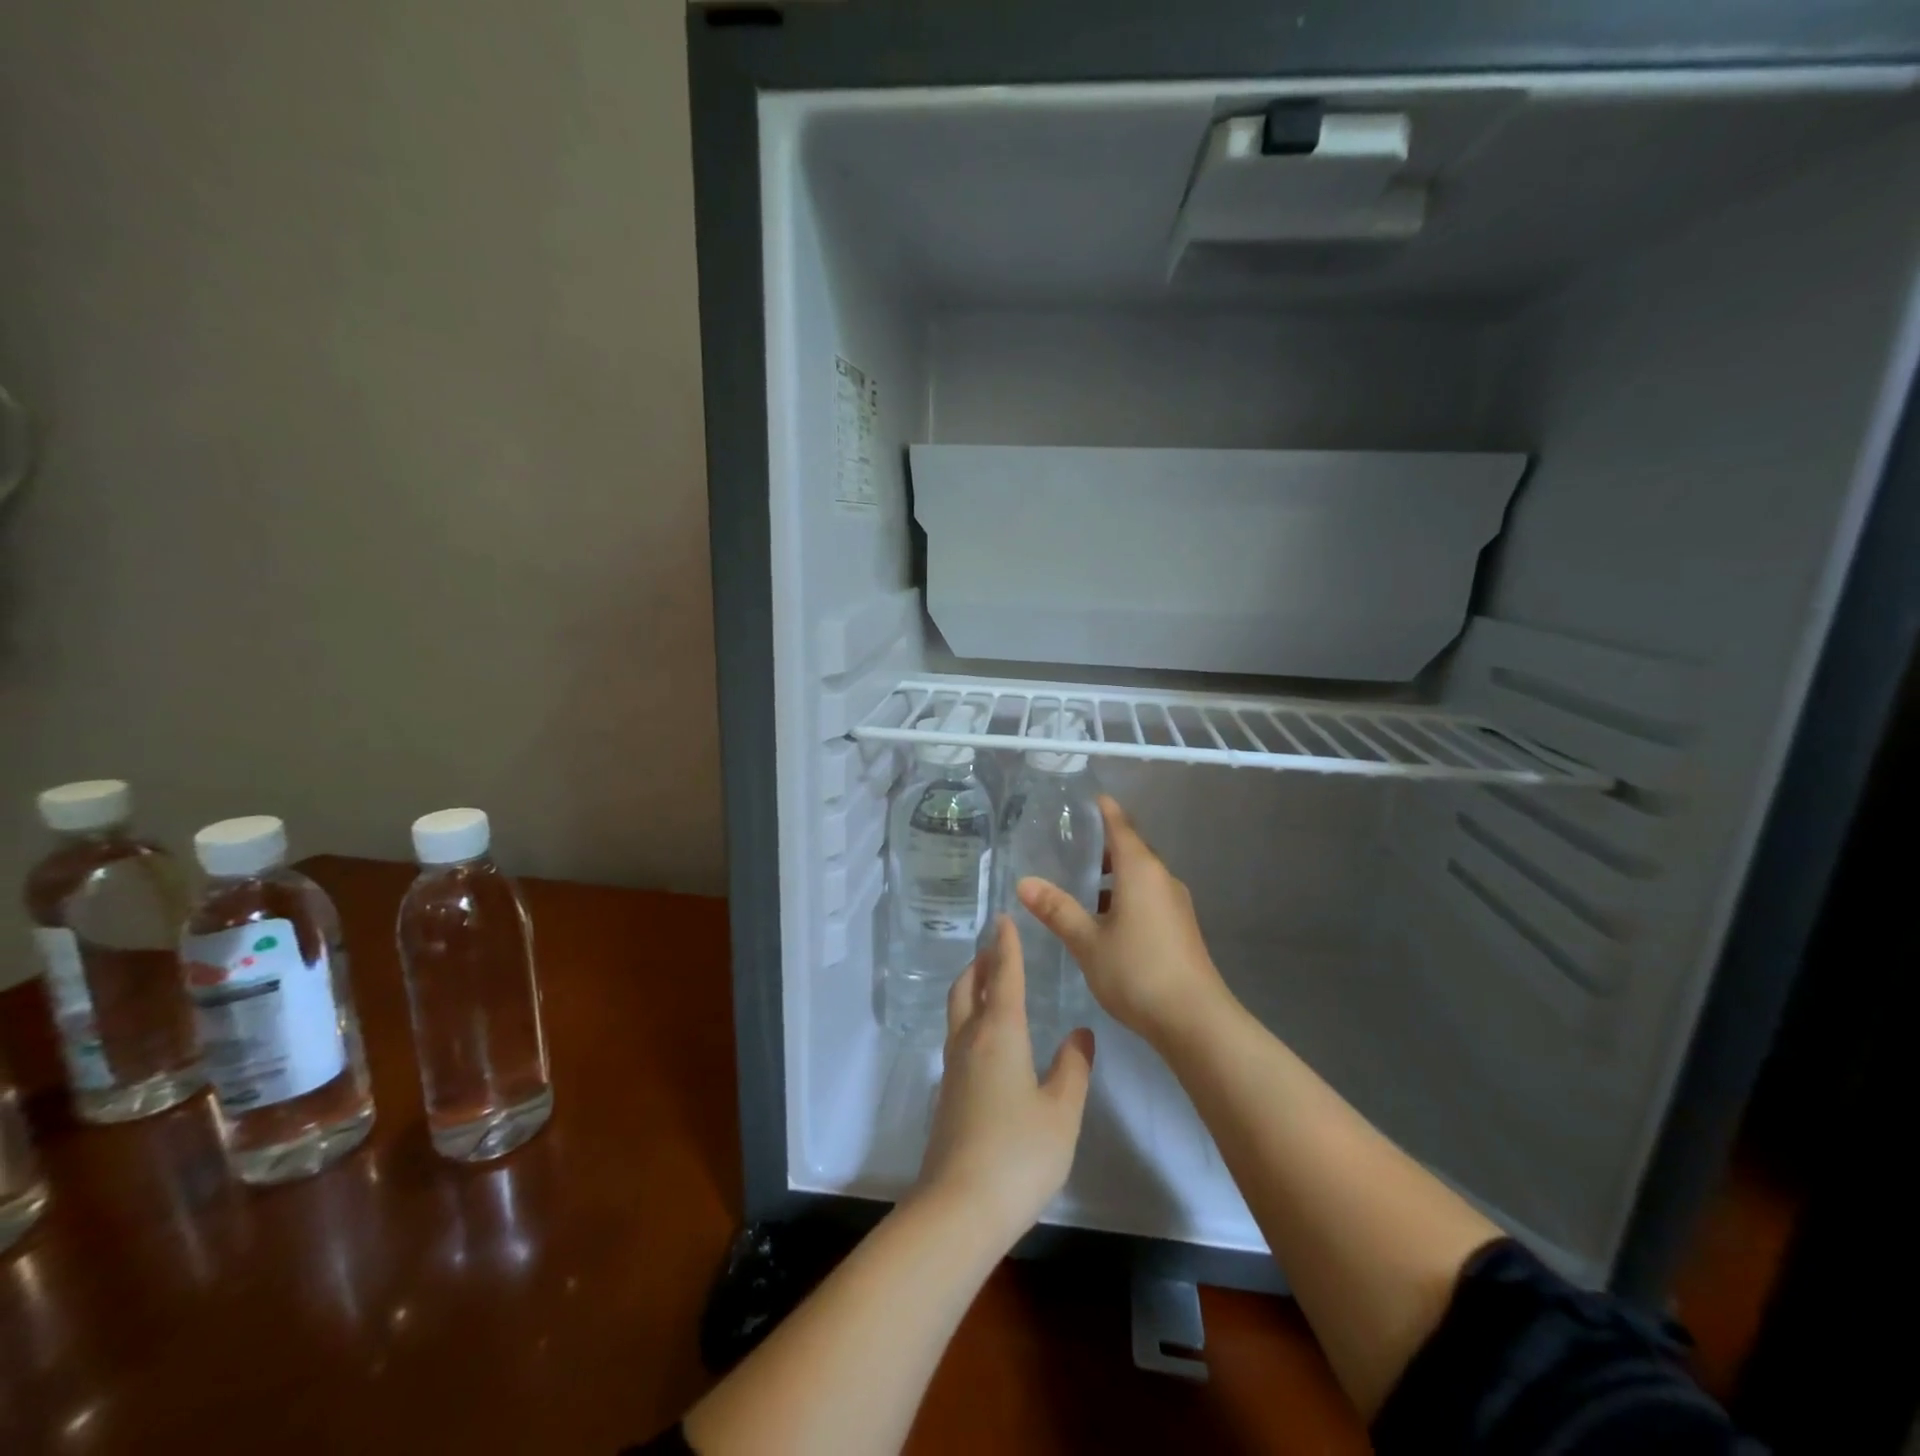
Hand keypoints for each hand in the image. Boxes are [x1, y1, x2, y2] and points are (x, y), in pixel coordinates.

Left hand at [915, 916, 1094, 1242]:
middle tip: (995, 949)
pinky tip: (987, 1040)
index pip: (1003, 976)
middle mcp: (970, 1041)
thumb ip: (1073, 1069)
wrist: (959, 1207)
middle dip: (980, 963)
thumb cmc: (1019, 1154)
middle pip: (967, 988)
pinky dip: (970, 1019)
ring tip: (989, 984)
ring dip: (971, 989)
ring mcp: (953, 1069)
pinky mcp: (947, 1095)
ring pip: (957, 1012)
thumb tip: (1079, 1034)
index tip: (1003, 918)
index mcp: (1000, 1034)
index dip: (1005, 946)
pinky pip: (958, 1038)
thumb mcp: (1061, 1112)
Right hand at [1016, 794, 1228, 1049]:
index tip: (1086, 799)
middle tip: (1067, 845)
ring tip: (1077, 884)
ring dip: (1112, 876)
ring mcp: (1174, 904)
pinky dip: (1124, 896)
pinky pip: (1147, 897)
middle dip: (1102, 845)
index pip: (1120, 827)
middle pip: (1131, 850)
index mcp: (1140, 871)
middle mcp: (1161, 879)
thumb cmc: (1137, 971)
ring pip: (1139, 876)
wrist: (1194, 1021)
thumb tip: (1024, 882)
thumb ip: (1057, 909)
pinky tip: (1102, 919)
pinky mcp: (1179, 927)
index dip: (1104, 811)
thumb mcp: (1087, 941)